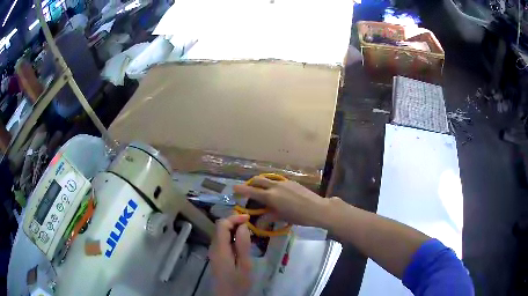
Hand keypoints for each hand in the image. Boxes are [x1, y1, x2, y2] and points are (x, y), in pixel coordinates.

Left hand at [209, 215, 251, 295]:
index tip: (249, 218)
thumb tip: (243, 226)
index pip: (222, 224)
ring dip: (233, 228)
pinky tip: (241, 241)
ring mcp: (213, 252)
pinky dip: (231, 236)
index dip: (234, 218)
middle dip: (234, 221)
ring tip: (248, 231)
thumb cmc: (238, 283)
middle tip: (250, 224)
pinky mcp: (216, 256)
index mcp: (220, 248)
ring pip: (221, 233)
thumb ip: (243, 245)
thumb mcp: (244, 265)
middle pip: (220, 227)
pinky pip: (222, 240)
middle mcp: (214, 247)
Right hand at [233, 177, 328, 226]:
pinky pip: (277, 180)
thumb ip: (268, 217)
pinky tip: (276, 191)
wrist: (317, 208)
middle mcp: (275, 186)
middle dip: (251, 183)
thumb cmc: (298, 216)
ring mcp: (284, 182)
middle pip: (258, 180)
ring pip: (268, 179)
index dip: (241, 190)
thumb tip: (259, 222)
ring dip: (262, 182)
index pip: (252, 191)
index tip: (234, 188)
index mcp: (270, 196)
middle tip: (247, 189)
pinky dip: (272, 184)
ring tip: (261, 189)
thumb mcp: (281, 217)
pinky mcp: (291, 181)